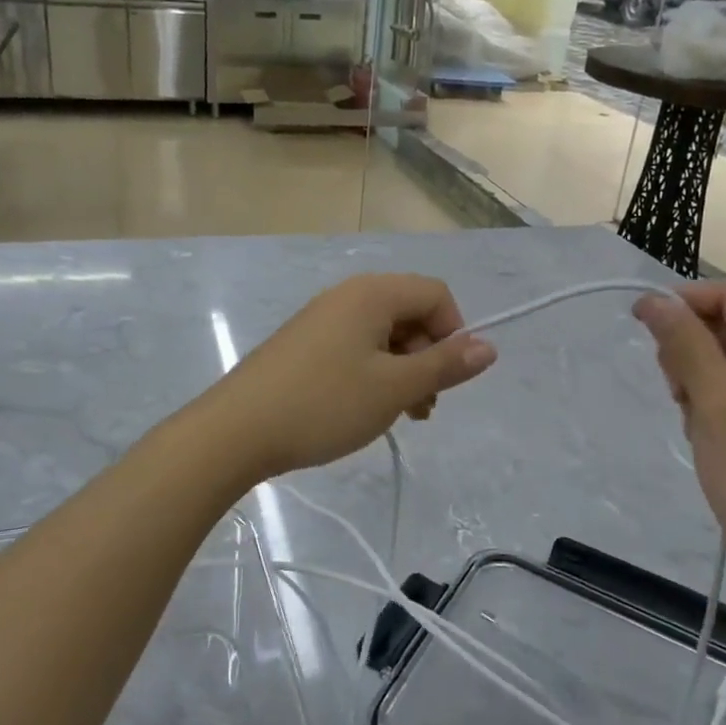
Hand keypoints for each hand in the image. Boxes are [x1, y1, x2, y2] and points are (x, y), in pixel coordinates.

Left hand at [205, 274, 496, 480]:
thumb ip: (444, 366)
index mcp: (372, 293)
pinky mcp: (304, 344)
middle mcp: (347, 296)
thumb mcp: (393, 389)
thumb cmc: (323, 404)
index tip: (443, 379)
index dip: (453, 334)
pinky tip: (363, 410)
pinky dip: (372, 374)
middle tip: (419, 407)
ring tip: (396, 415)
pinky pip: (354, 347)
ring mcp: (321, 319)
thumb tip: (489, 346)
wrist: (236, 431)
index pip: (436, 294)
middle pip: (409, 313)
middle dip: (426, 357)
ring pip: (383, 335)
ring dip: (401, 371)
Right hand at [633, 282, 725, 601]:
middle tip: (677, 391)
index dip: (685, 302)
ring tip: (695, 420)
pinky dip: (709, 402)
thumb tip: (653, 300)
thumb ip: (685, 345)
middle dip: (691, 349)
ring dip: (696, 379)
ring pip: (725, 359)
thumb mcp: (717, 403)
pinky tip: (705, 434)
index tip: (641, 323)